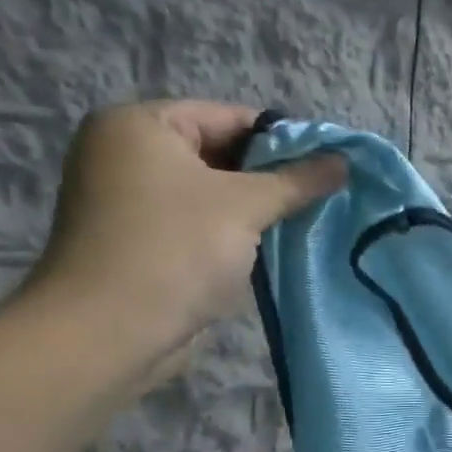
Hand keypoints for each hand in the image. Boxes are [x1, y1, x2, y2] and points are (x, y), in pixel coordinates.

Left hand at [21, 102, 344, 372]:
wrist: (108, 333)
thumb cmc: (175, 250)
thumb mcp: (246, 206)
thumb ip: (297, 180)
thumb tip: (344, 162)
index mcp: (140, 125)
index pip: (229, 117)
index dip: (284, 139)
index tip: (329, 164)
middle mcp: (126, 153)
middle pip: (220, 153)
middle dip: (272, 176)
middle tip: (323, 194)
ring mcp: (129, 200)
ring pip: (211, 192)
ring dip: (256, 208)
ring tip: (306, 219)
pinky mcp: (139, 241)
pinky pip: (197, 223)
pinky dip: (232, 231)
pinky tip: (272, 246)